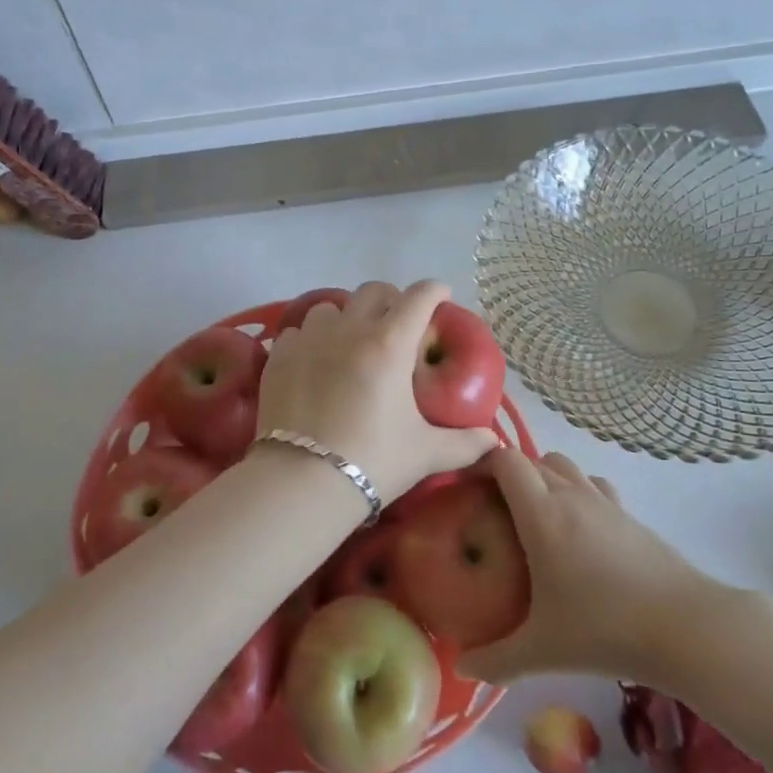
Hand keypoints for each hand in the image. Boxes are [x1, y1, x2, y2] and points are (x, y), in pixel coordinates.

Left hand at [255, 281, 498, 502]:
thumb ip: (465, 443)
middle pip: (373, 291)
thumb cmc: (373, 460)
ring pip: (330, 307)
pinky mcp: (279, 356)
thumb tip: (494, 440)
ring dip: (345, 318)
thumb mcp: (426, 453)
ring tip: (349, 344)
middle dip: (391, 300)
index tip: (442, 298)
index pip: (419, 297)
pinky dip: (310, 340)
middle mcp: (350, 330)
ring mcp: (309, 339)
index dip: (435, 291)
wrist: (302, 481)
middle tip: (398, 324)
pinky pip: (297, 332)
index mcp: (390, 344)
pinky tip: (313, 363)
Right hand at [458, 449, 729, 684]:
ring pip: (565, 466)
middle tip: (495, 511)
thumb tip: (462, 667)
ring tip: (536, 516)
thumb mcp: (542, 651)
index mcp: (541, 513)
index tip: (469, 488)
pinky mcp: (630, 515)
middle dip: (510, 475)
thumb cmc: (604, 630)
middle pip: (533, 459)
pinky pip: (593, 485)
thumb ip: (496, 660)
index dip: (483, 464)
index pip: (506, 461)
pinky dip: (578, 492)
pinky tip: (579, 531)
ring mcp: (604, 501)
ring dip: (545, 477)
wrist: (686, 628)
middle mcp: (571, 495)